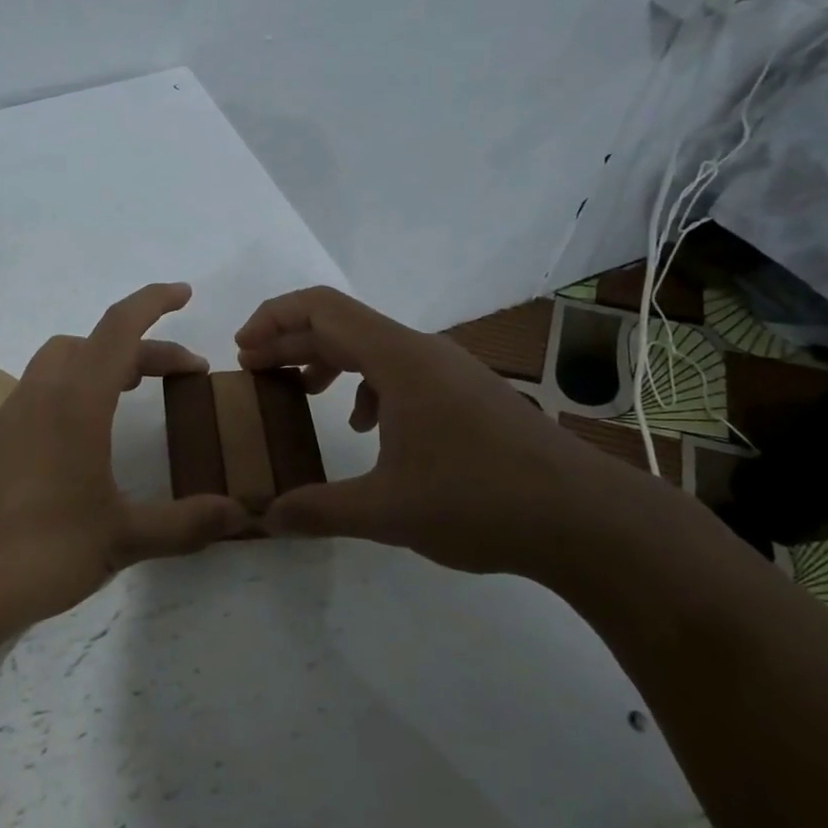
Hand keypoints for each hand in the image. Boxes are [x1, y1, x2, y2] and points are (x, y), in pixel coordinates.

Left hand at [0, 283, 251, 635]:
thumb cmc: (38, 551)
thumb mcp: (122, 538)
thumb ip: (184, 524)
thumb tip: (242, 515)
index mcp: (77, 400)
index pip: (120, 328)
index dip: (154, 303)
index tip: (185, 294)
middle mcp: (42, 394)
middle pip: (95, 343)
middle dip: (142, 347)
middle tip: (181, 374)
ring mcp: (12, 415)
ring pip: (63, 363)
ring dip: (104, 365)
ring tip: (134, 393)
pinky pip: (43, 392)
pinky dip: (76, 391)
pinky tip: (88, 439)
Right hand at [235, 286, 631, 575]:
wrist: (585, 519)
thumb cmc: (480, 502)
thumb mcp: (388, 512)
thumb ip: (320, 510)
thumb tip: (265, 518)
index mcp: (399, 359)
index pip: (322, 309)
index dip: (273, 319)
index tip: (242, 351)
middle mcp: (422, 351)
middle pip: (341, 323)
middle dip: (290, 342)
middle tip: (253, 372)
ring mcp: (449, 370)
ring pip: (371, 346)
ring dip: (327, 360)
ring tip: (299, 392)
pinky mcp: (465, 393)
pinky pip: (400, 370)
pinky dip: (365, 385)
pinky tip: (366, 427)